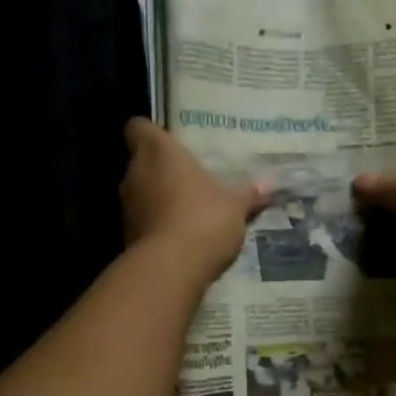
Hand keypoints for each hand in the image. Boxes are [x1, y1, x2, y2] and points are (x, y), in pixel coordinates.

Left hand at [119, 117, 263, 279]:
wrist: (171, 269)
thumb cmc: (203, 220)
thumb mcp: (235, 207)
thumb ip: (248, 194)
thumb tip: (268, 184)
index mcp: (157, 151)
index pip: (138, 127)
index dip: (151, 133)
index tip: (170, 143)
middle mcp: (134, 173)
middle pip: (141, 162)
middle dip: (161, 171)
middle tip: (188, 179)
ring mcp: (127, 207)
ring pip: (141, 194)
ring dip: (158, 200)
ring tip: (187, 211)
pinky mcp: (127, 237)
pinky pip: (143, 223)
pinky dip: (156, 227)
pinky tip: (180, 239)